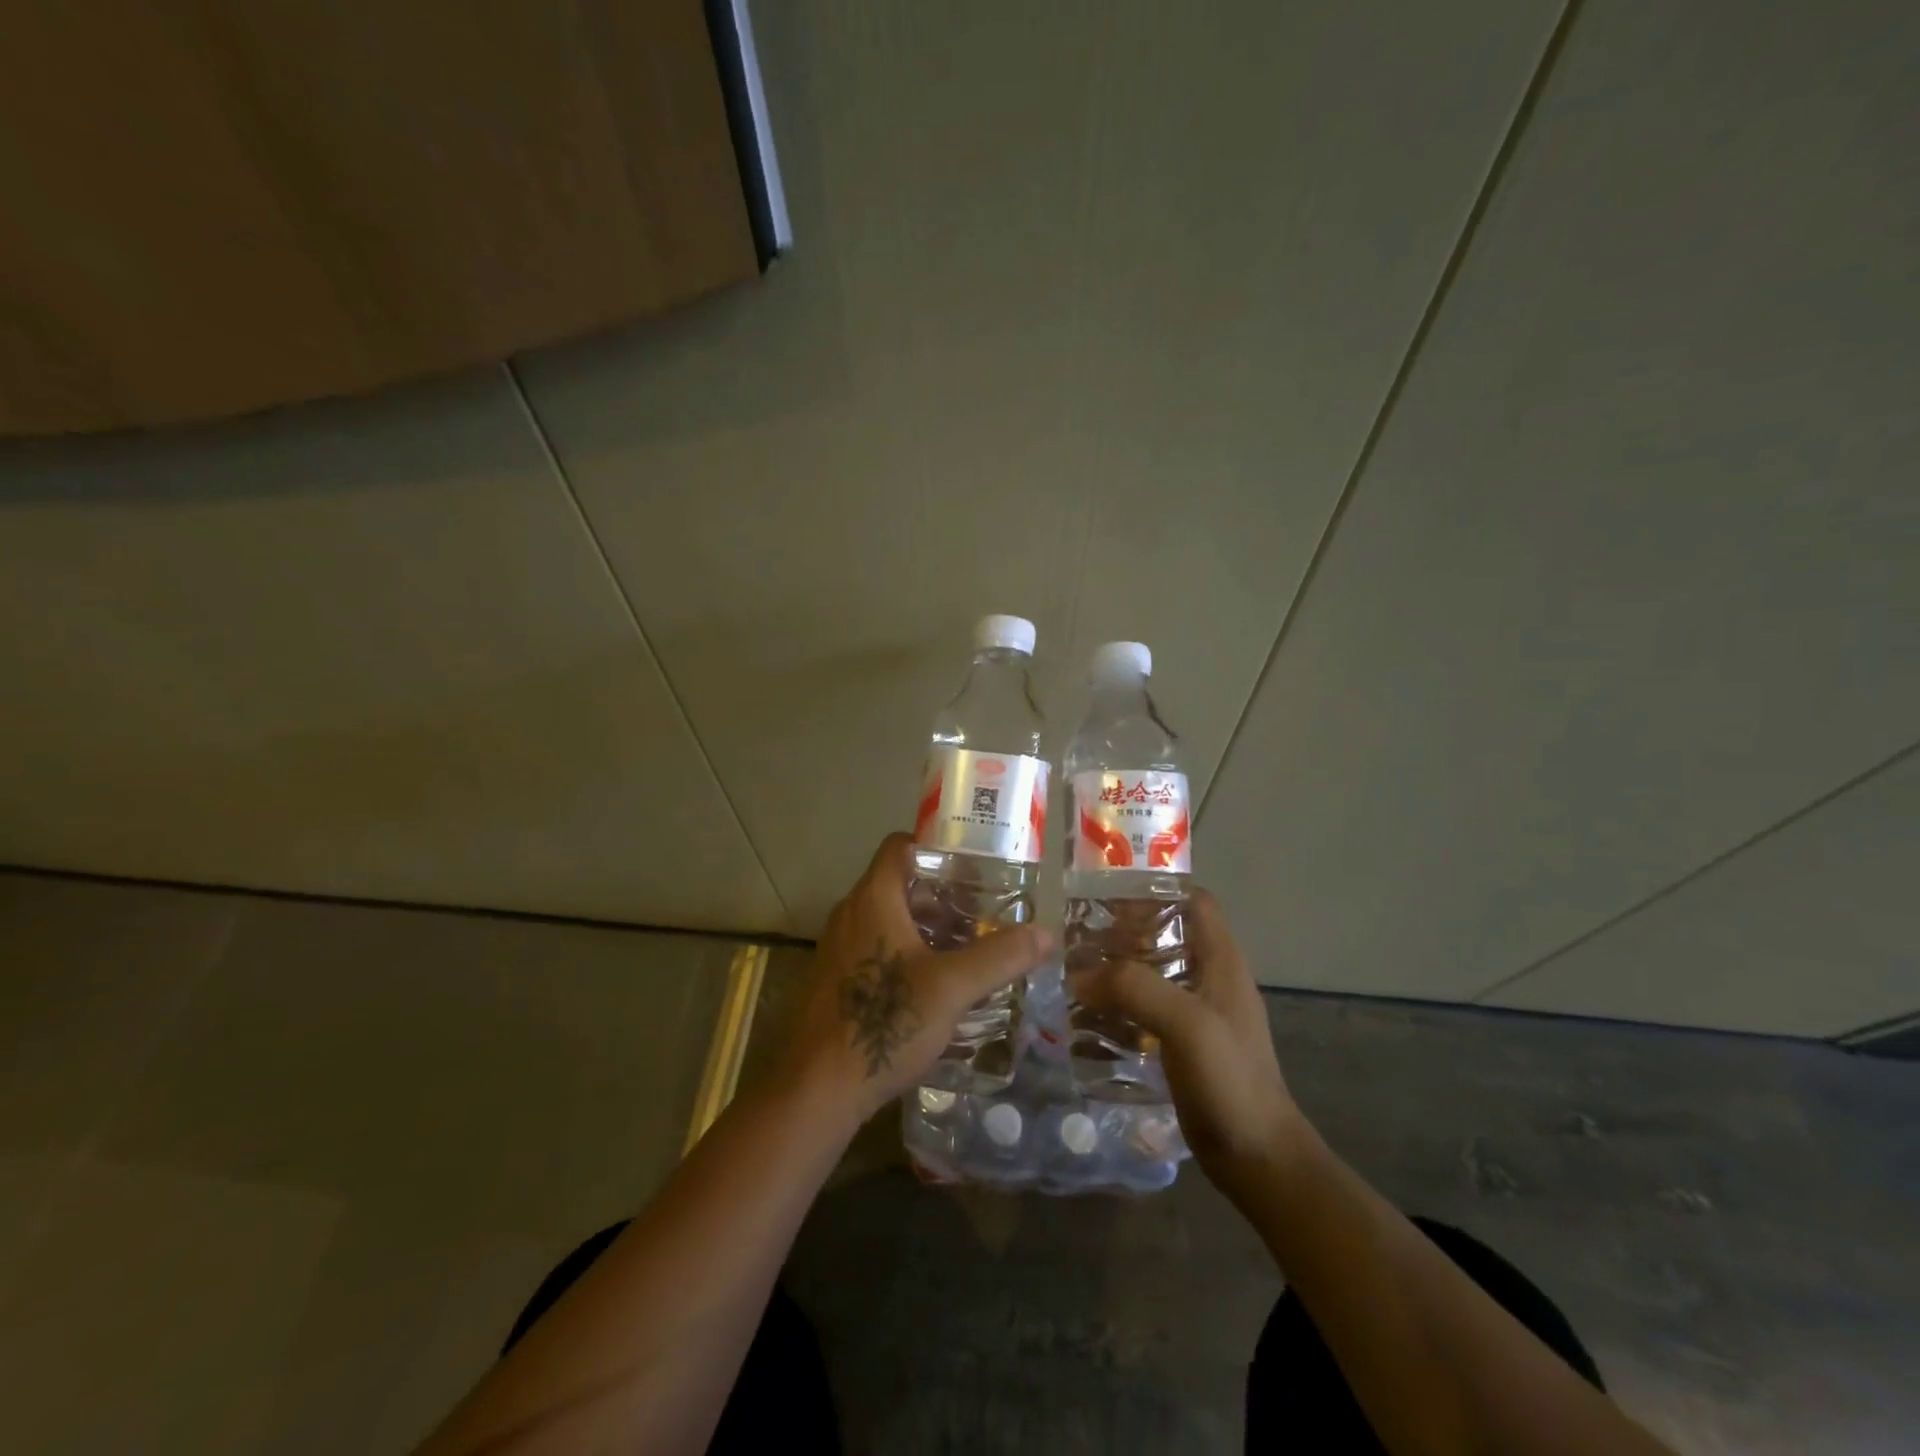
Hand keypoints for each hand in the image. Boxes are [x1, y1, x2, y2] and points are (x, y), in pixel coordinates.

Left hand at [782, 833, 1053, 1127]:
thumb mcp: (952, 988)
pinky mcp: (836, 979)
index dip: (937, 847)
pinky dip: (906, 952)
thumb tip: (1045, 934)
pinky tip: (935, 985)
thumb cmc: (883, 1023)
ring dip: (926, 927)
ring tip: (967, 946)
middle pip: (899, 883)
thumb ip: (999, 957)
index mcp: (873, 898)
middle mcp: (850, 913)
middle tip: (984, 911)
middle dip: (942, 894)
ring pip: (888, 919)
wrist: (816, 1089)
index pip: (901, 846)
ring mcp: (838, 948)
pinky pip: (876, 948)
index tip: (974, 866)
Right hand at [1067, 890, 1306, 1195]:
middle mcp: (1210, 976)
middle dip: (1123, 928)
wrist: (1258, 1159)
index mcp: (1221, 959)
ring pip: (1153, 970)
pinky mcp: (1184, 1042)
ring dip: (1117, 967)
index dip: (1154, 889)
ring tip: (1073, 970)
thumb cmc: (1230, 1081)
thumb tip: (1078, 976)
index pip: (1192, 899)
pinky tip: (1088, 1014)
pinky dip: (1119, 1002)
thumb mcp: (1186, 1024)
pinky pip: (1147, 1007)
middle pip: (1166, 932)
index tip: (1107, 895)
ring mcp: (1198, 1011)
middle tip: (1077, 935)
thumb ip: (1135, 988)